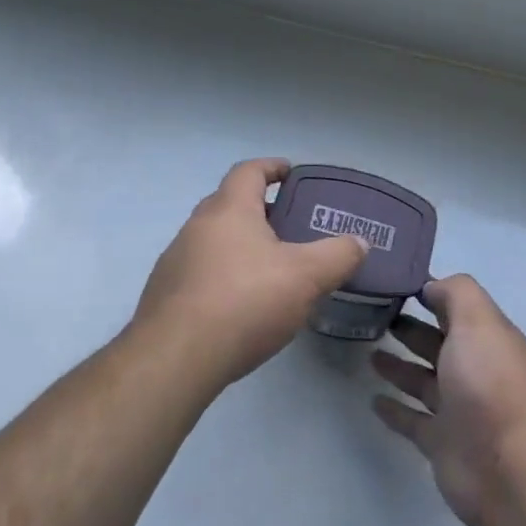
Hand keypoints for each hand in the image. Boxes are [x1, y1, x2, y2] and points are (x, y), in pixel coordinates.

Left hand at [133, 158, 367, 390]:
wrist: (175, 358)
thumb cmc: (244, 301)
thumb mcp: (305, 277)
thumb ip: (337, 255)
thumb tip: (360, 242)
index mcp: (229, 209)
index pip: (249, 171)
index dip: (272, 167)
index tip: (291, 173)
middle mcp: (197, 226)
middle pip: (230, 203)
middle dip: (261, 210)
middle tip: (291, 226)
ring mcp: (176, 260)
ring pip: (215, 240)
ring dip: (242, 245)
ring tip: (272, 269)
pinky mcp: (166, 295)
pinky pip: (202, 273)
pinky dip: (225, 276)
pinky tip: (243, 305)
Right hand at [372, 274, 525, 525]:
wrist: (509, 470)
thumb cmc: (490, 384)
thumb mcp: (478, 322)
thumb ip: (456, 294)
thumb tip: (432, 286)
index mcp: (488, 339)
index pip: (457, 308)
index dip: (431, 293)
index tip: (395, 282)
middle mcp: (475, 371)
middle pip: (439, 343)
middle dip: (412, 328)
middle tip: (376, 315)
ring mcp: (459, 409)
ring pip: (423, 380)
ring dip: (400, 366)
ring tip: (369, 350)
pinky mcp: (442, 443)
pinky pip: (412, 420)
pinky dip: (395, 409)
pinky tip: (373, 399)